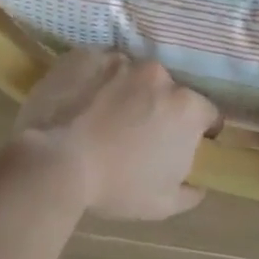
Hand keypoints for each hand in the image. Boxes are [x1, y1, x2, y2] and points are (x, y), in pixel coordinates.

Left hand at [11, 50, 219, 220]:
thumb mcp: (162, 204)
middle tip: (135, 132)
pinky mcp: (85, 55)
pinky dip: (94, 82)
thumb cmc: (114, 185)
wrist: (52, 161)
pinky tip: (79, 103)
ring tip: (101, 116)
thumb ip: (190, 191)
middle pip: (167, 90)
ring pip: (131, 75)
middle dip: (157, 107)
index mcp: (185, 107)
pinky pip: (97, 67)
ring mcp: (119, 60)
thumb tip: (198, 184)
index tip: (179, 144)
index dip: (197, 130)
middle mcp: (158, 74)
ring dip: (124, 92)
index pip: (206, 113)